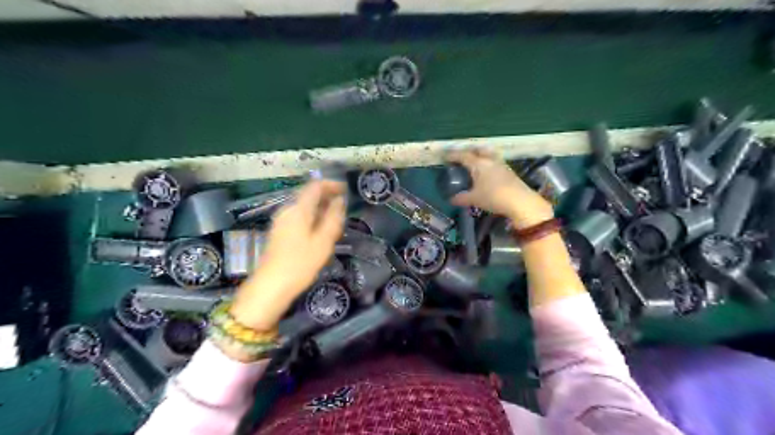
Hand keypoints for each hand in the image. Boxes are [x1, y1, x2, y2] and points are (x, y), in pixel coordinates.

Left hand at [230, 178, 344, 328]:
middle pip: (308, 195)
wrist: (271, 286)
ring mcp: (281, 221)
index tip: (346, 189)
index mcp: (298, 209)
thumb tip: (339, 201)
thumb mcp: (323, 241)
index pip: (315, 186)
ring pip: (304, 207)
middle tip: (343, 208)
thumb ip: (333, 218)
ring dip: (320, 209)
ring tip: (335, 220)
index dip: (331, 184)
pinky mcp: (279, 232)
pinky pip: (299, 217)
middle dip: (326, 197)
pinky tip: (320, 231)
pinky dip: (312, 218)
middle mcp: (287, 210)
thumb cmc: (300, 263)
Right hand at [446, 149, 553, 228]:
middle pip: (478, 150)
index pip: (463, 156)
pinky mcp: (509, 171)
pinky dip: (488, 163)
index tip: (445, 156)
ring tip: (474, 164)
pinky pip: (494, 162)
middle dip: (469, 151)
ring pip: (488, 154)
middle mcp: (489, 160)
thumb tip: (451, 199)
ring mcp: (501, 164)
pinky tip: (486, 173)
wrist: (520, 201)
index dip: (453, 155)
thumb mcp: (474, 199)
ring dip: (480, 156)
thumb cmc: (494, 197)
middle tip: (461, 157)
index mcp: (478, 164)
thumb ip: (461, 198)